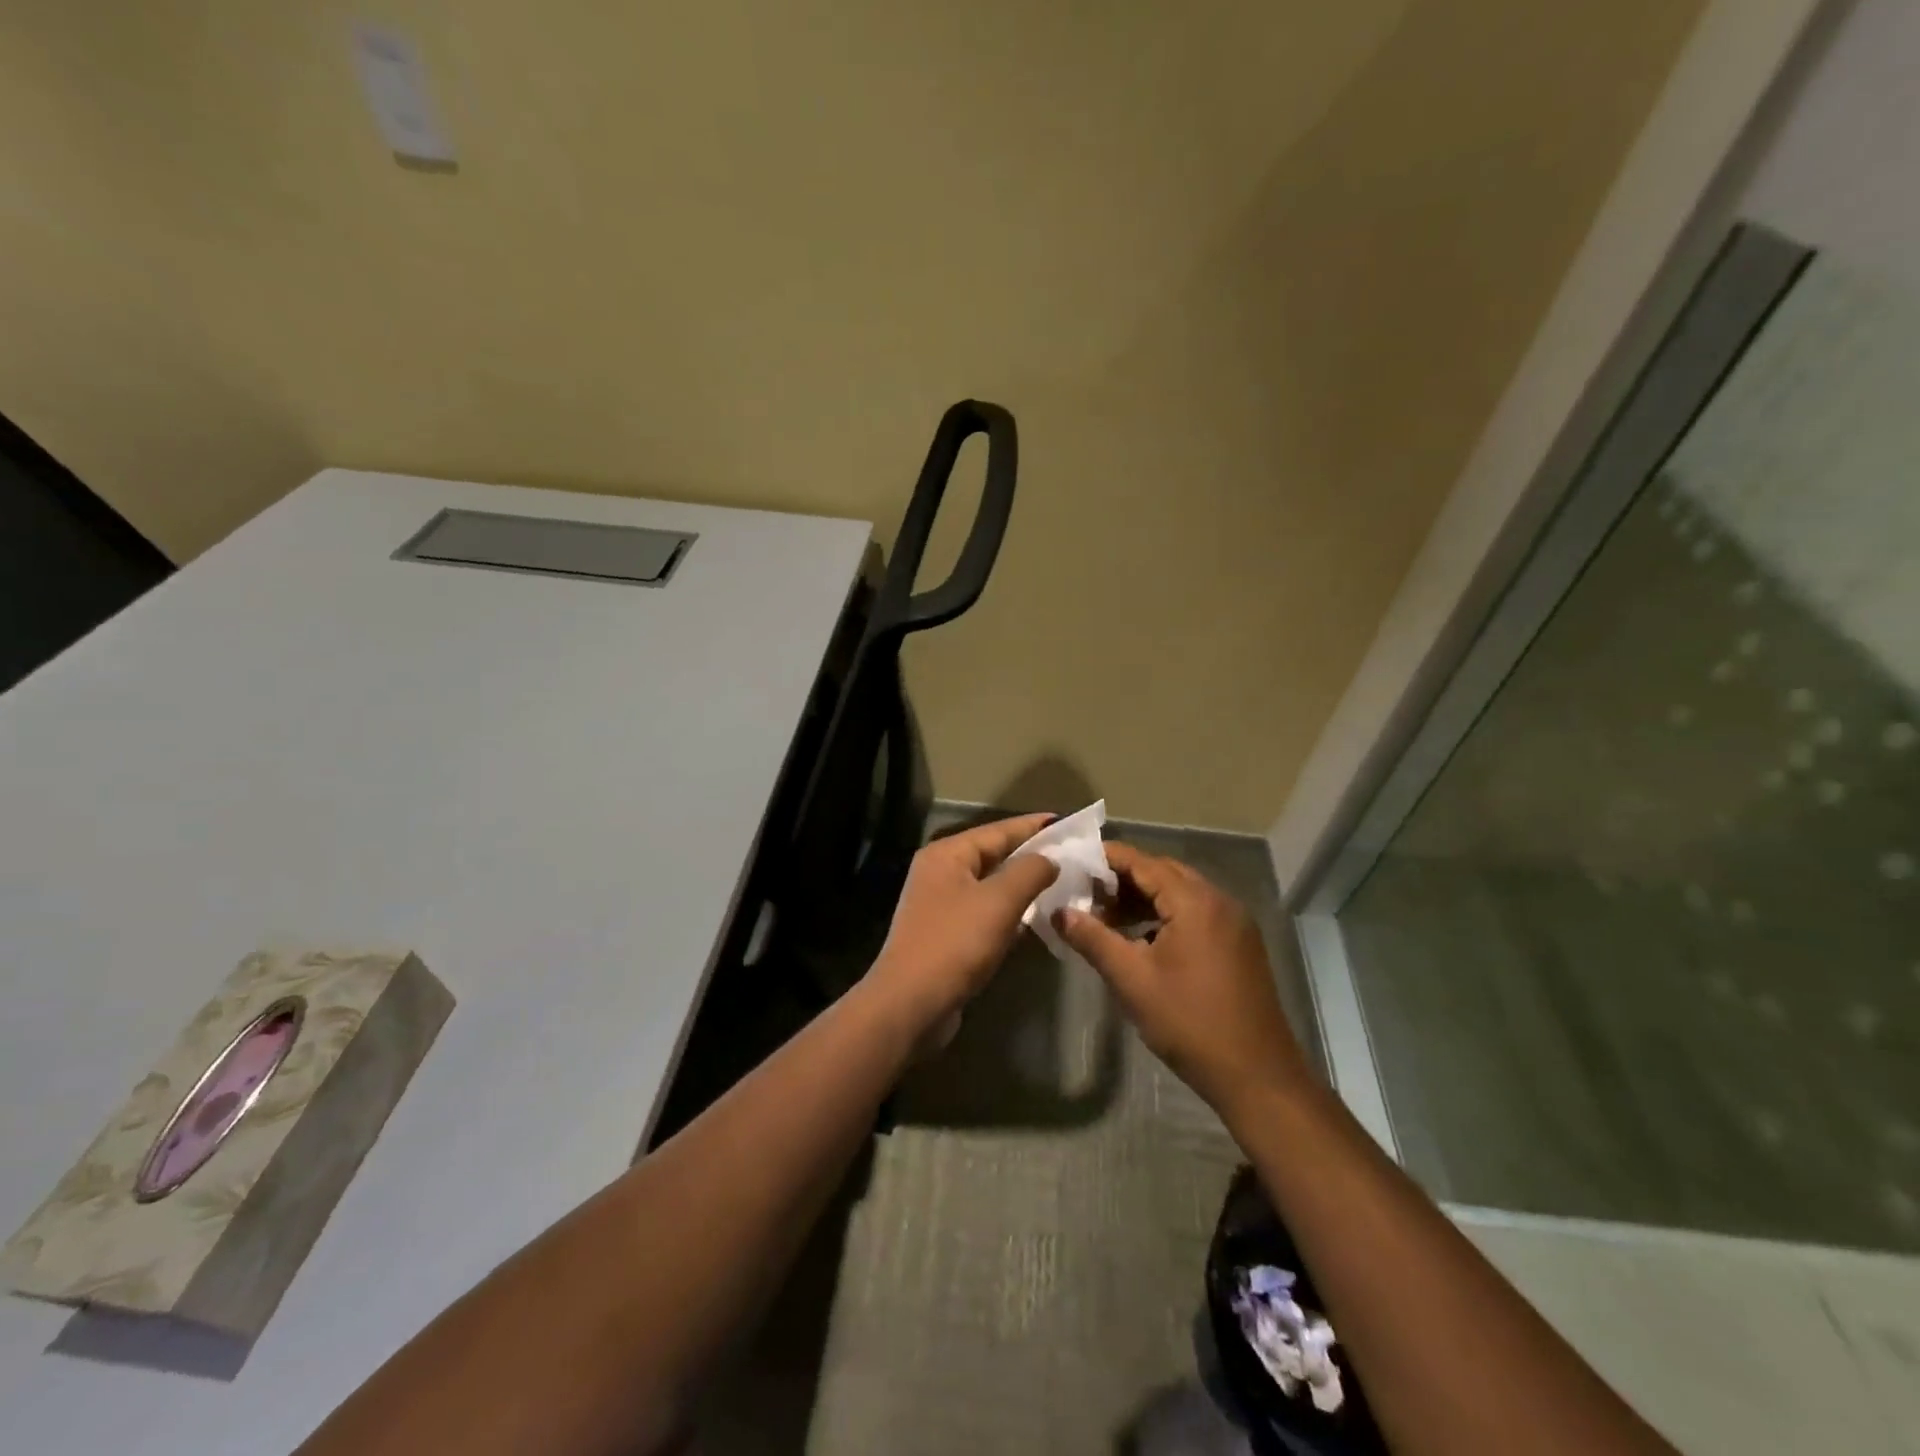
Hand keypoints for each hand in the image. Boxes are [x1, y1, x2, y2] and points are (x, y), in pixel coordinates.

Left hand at [867, 813, 1058, 1040]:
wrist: (911, 1004)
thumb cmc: (955, 944)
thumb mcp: (999, 901)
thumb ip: (1029, 872)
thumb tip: (1050, 859)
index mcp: (947, 855)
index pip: (998, 830)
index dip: (1034, 827)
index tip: (1068, 823)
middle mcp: (941, 873)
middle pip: (994, 856)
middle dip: (1032, 856)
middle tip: (1073, 856)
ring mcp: (941, 906)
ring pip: (992, 887)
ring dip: (1024, 887)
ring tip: (1063, 884)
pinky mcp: (947, 935)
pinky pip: (986, 913)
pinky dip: (1010, 913)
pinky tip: (1037, 920)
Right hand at [1055, 842, 1306, 1115]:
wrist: (1257, 1076)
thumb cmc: (1189, 1023)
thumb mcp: (1132, 980)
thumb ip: (1093, 939)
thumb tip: (1060, 912)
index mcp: (1195, 902)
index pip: (1143, 862)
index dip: (1107, 859)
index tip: (1074, 861)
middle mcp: (1219, 901)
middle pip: (1164, 873)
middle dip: (1124, 879)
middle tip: (1086, 893)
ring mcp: (1235, 923)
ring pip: (1182, 893)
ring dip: (1145, 899)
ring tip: (1108, 918)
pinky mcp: (1240, 944)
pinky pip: (1197, 913)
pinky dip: (1167, 916)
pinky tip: (1143, 940)